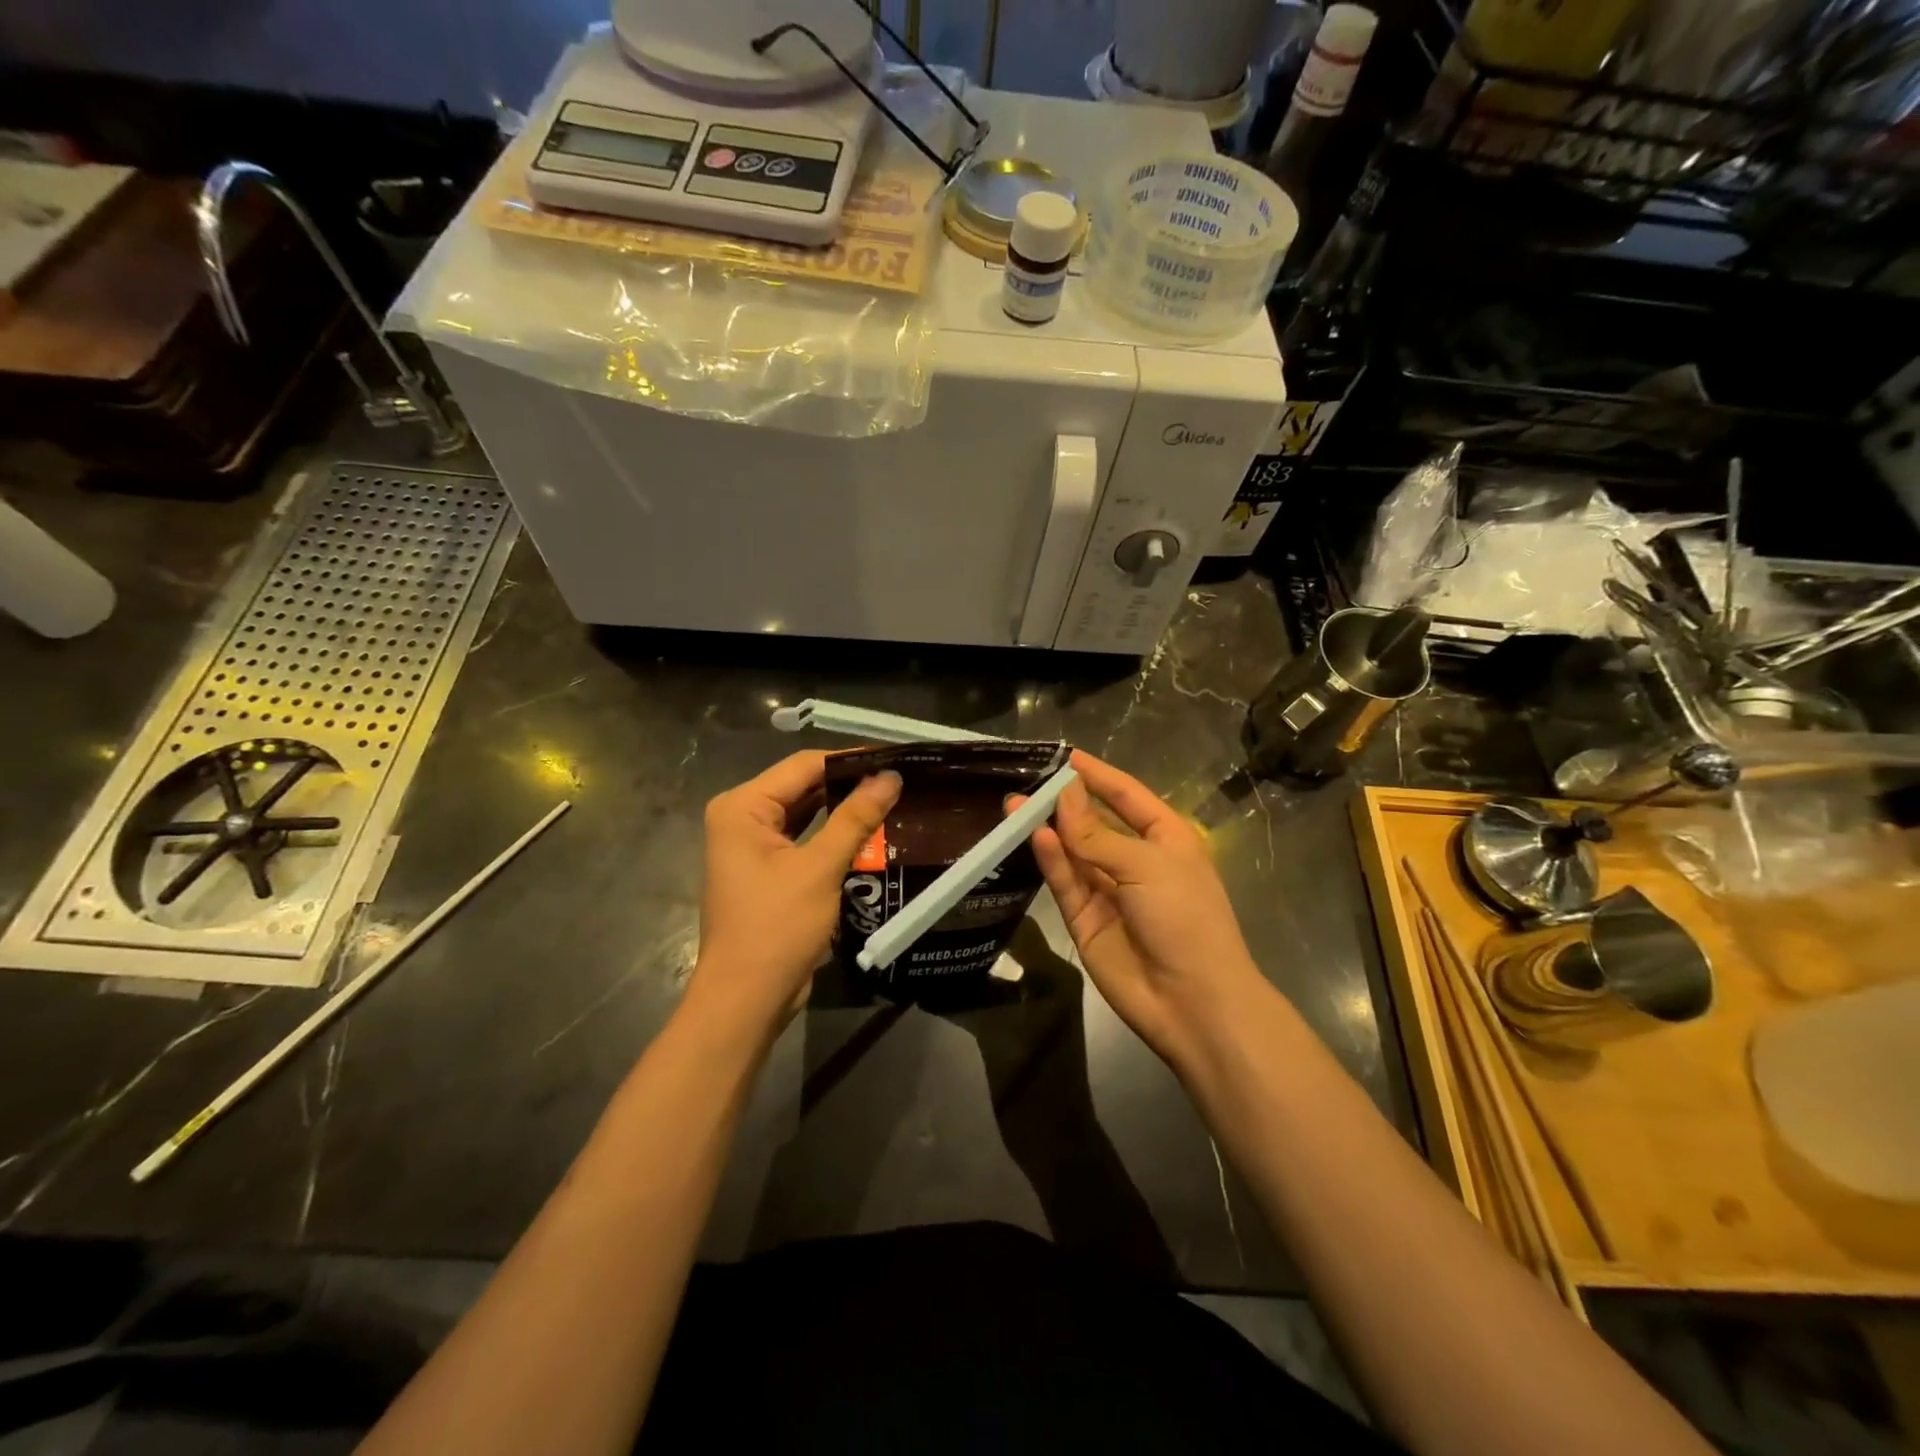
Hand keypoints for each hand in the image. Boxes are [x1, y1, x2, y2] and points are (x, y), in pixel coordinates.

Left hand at [688, 752, 900, 1041]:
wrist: (746, 1000)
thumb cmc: (776, 928)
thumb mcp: (820, 868)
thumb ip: (856, 818)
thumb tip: (891, 776)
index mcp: (743, 807)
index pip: (803, 766)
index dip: (850, 760)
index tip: (895, 759)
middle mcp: (742, 818)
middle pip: (804, 787)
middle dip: (850, 784)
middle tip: (901, 780)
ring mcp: (753, 846)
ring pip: (807, 814)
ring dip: (845, 810)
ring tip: (894, 800)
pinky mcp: (768, 871)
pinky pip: (806, 840)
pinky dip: (835, 836)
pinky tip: (872, 833)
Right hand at [1021, 750, 1269, 1073]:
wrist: (1192, 1001)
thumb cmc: (1185, 917)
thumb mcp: (1146, 865)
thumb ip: (1097, 835)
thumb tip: (1064, 795)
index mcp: (1166, 840)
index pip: (1127, 797)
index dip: (1098, 776)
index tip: (1066, 756)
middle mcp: (1136, 861)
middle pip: (1094, 823)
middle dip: (1064, 803)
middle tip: (1028, 783)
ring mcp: (1109, 891)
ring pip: (1073, 852)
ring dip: (1048, 828)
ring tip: (1015, 805)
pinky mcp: (1085, 920)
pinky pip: (1066, 882)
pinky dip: (1051, 860)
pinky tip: (1034, 835)